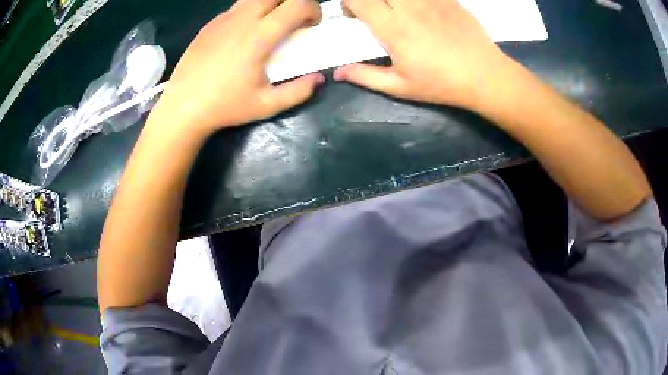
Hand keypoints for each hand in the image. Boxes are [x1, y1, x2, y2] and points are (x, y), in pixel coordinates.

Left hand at [152, 0, 324, 136]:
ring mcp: (223, 19)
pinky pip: (237, 8)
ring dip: (271, 4)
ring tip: (271, 24)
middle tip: (295, 20)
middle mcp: (242, 19)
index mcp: (259, 36)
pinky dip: (250, 12)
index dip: (314, 9)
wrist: (182, 107)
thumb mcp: (266, 105)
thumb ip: (298, 91)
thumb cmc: (225, 106)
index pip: (297, 5)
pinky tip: (244, 33)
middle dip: (293, 2)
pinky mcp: (210, 24)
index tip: (313, 24)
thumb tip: (318, 79)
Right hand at [334, 0, 512, 109]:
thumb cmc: (441, 84)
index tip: (353, 15)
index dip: (348, 3)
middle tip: (374, 10)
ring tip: (395, 10)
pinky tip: (419, 11)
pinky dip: (415, 1)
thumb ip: (366, 76)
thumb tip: (338, 73)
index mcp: (392, 27)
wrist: (485, 76)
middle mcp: (408, 7)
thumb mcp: (401, 86)